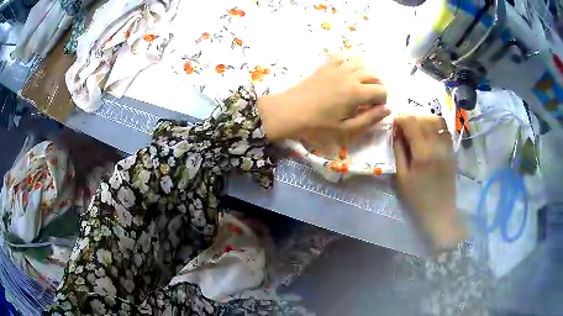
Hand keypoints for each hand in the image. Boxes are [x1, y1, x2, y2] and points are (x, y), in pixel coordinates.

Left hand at [258, 53, 389, 143]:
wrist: (288, 112)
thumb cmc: (317, 125)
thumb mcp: (346, 130)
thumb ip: (370, 119)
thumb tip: (388, 109)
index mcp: (357, 92)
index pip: (382, 90)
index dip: (382, 101)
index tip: (374, 110)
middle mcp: (350, 75)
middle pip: (374, 75)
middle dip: (377, 87)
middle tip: (369, 101)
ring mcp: (337, 68)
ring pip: (361, 63)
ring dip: (367, 73)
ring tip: (362, 85)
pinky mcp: (325, 66)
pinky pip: (343, 56)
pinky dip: (351, 60)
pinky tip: (349, 69)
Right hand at [393, 114, 466, 249]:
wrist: (439, 212)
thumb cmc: (417, 198)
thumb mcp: (401, 177)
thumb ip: (399, 151)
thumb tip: (396, 131)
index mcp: (423, 153)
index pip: (412, 123)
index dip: (401, 118)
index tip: (394, 123)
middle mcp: (437, 145)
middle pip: (424, 118)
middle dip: (411, 117)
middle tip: (403, 124)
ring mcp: (447, 147)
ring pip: (437, 120)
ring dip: (424, 119)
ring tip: (416, 126)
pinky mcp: (452, 151)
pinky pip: (445, 129)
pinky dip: (435, 125)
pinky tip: (428, 132)